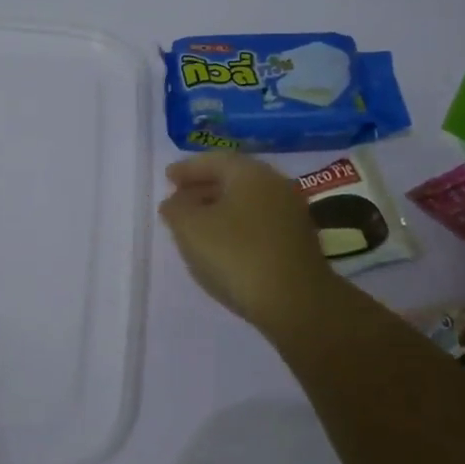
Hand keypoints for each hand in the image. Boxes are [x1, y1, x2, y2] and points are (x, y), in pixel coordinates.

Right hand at [158, 153, 340, 338]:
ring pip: (246, 202)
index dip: (187, 168)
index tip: (168, 177)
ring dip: (218, 208)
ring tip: (194, 225)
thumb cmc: (237, 256)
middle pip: (233, 178)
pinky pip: (258, 222)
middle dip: (203, 187)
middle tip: (178, 199)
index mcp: (251, 173)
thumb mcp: (191, 229)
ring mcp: (290, 214)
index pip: (214, 160)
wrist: (296, 303)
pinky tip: (221, 245)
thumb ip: (176, 209)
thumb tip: (174, 201)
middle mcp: (275, 185)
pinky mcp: (296, 242)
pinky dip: (235, 225)